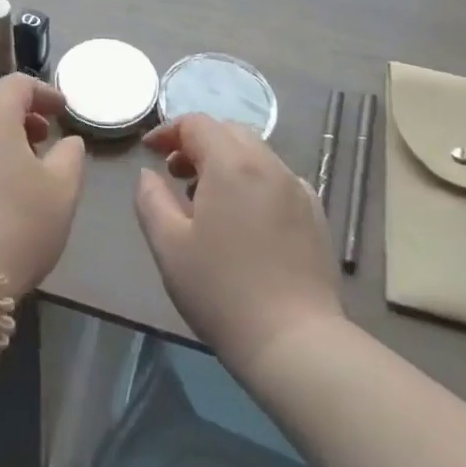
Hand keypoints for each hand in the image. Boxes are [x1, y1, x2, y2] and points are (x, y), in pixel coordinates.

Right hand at [135, 114, 342, 376]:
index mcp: (232, 164)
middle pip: (230, 132)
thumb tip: (149, 174)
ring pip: (256, 155)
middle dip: (198, 142)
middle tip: (175, 173)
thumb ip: (151, 199)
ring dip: (226, 162)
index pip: (197, 123)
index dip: (168, 131)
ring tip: (206, 200)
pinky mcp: (316, 217)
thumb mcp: (168, 245)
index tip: (150, 152)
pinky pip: (278, 180)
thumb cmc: (221, 291)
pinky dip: (253, 182)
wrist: (296, 343)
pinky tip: (244, 220)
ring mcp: (299, 190)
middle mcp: (270, 166)